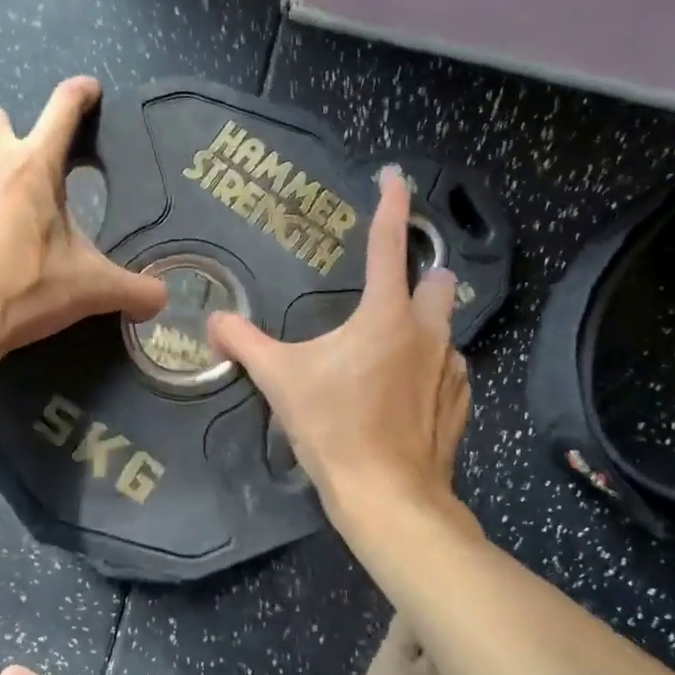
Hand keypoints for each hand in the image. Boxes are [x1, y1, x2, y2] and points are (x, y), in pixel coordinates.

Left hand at [0, 77, 167, 373]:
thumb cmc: (19, 293)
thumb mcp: (86, 290)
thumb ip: (132, 289)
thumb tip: (163, 299)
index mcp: (33, 167)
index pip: (63, 109)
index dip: (80, 94)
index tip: (89, 91)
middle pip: (0, 119)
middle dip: (15, 137)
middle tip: (28, 181)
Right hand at [207, 167, 472, 540]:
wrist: (388, 497)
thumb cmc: (333, 427)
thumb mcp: (279, 380)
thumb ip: (244, 343)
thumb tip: (214, 320)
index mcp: (385, 315)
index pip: (389, 244)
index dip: (391, 205)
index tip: (394, 176)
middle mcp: (427, 332)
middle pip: (438, 280)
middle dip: (422, 274)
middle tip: (392, 290)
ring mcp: (451, 368)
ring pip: (448, 326)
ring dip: (427, 323)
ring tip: (395, 344)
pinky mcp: (460, 402)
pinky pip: (452, 367)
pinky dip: (433, 365)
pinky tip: (411, 387)